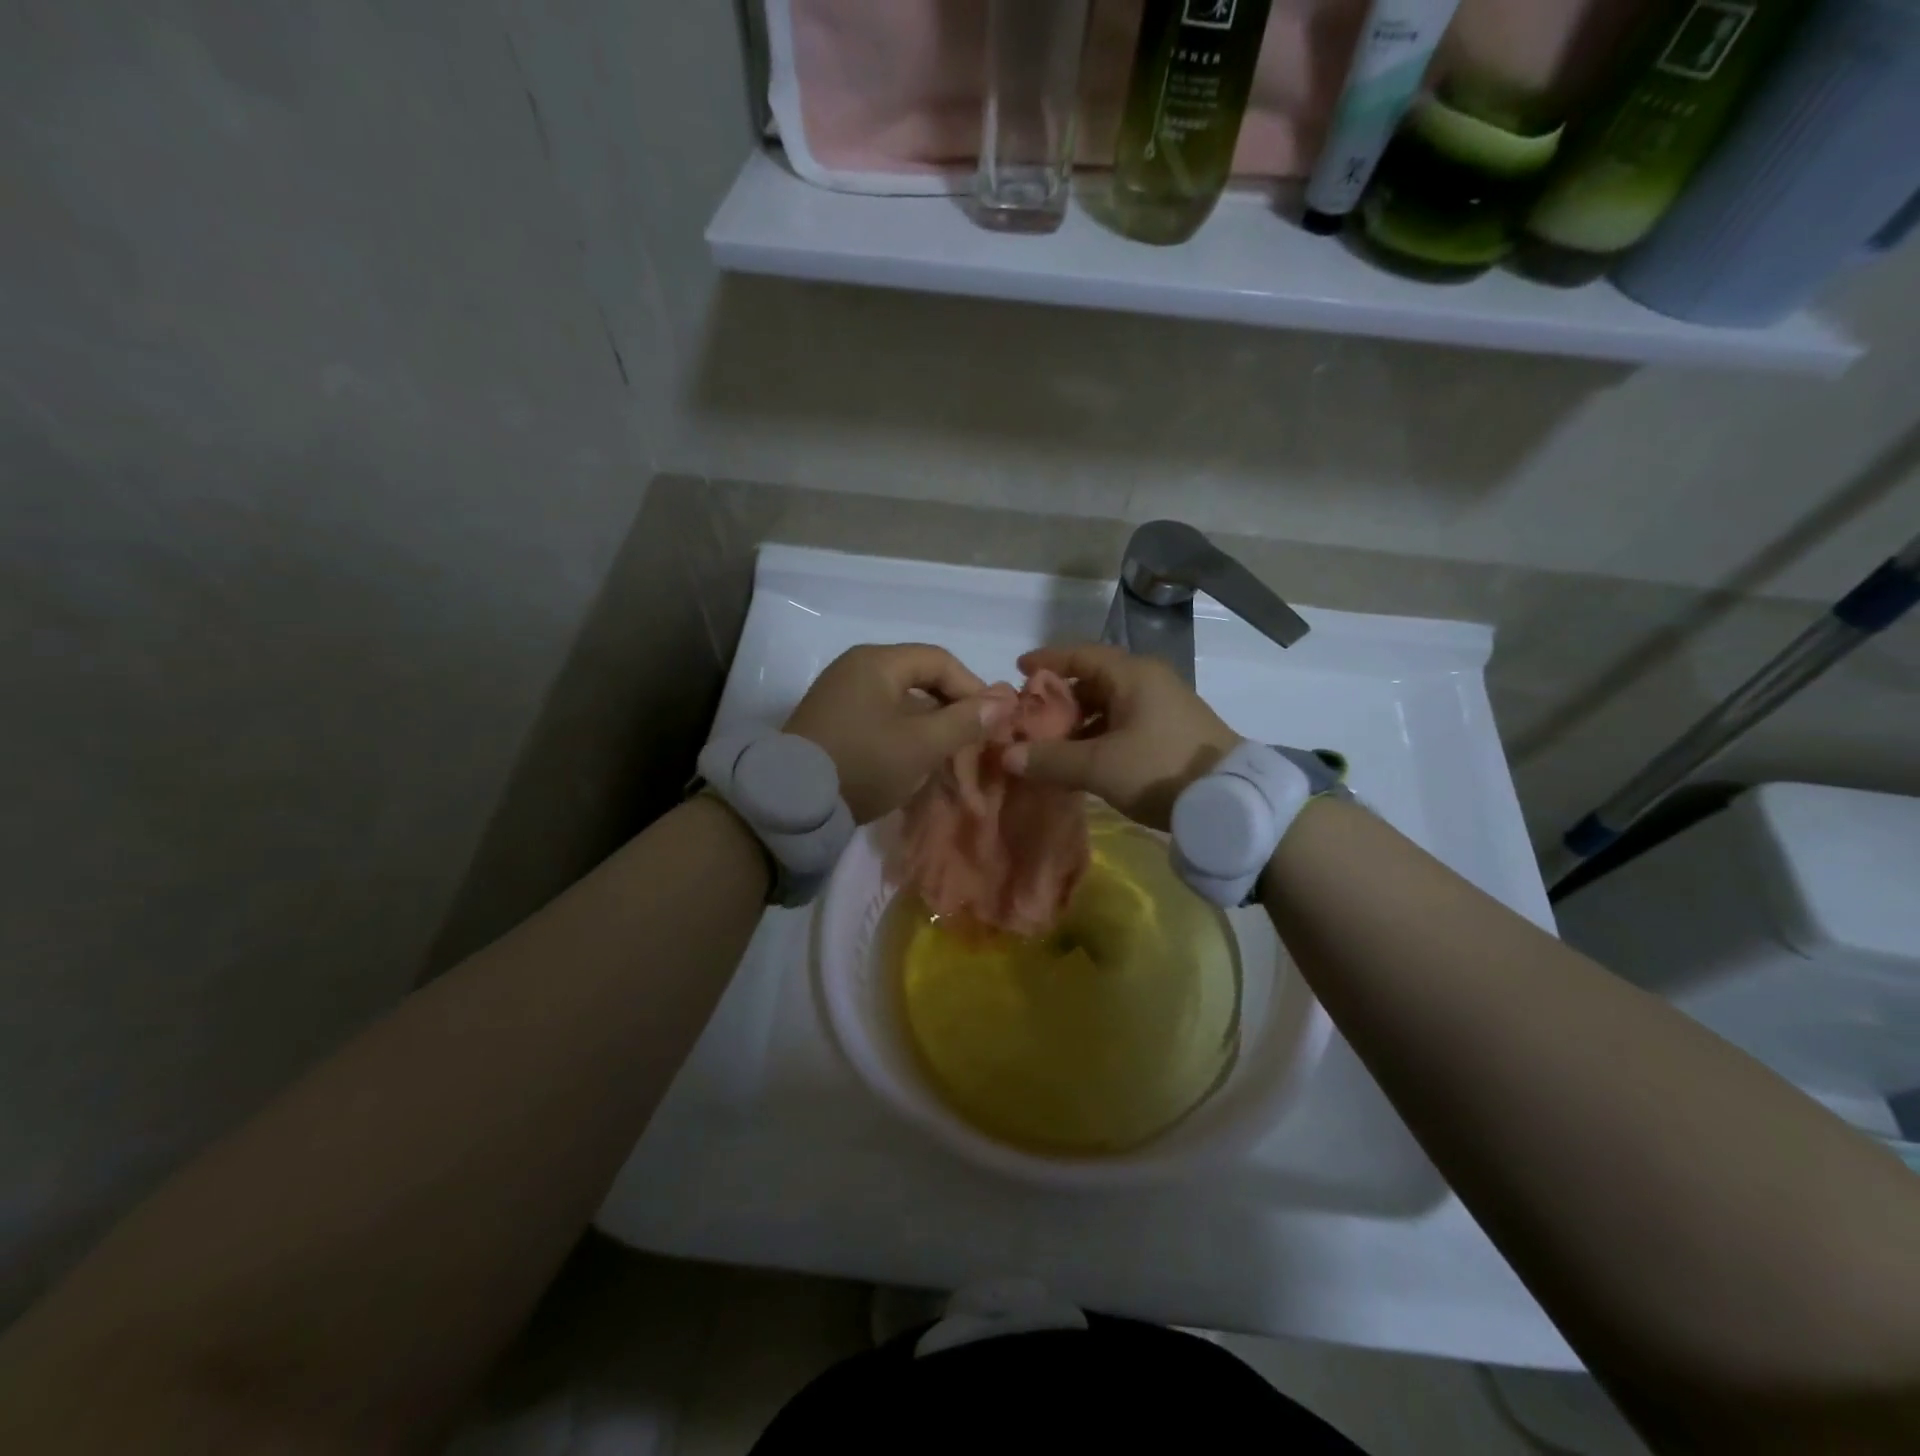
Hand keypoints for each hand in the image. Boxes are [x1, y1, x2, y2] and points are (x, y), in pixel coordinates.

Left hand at [785, 644, 1007, 823]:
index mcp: (877, 662)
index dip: (972, 688)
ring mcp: (841, 695)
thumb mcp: (921, 745)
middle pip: (920, 680)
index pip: (940, 661)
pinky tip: (916, 762)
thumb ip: (965, 721)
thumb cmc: (863, 763)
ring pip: (902, 703)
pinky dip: (905, 736)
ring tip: (948, 756)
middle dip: (952, 710)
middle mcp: (857, 669)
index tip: (992, 720)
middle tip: (973, 740)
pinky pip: (882, 719)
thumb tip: (1005, 701)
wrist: (791, 801)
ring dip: (930, 726)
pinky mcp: (833, 722)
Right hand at [1003, 644, 1240, 830]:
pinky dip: (1099, 734)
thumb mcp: (1100, 766)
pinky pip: (1124, 722)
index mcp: (1132, 675)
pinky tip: (1083, 759)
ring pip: (1109, 704)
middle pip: (1093, 679)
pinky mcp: (1171, 730)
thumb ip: (1051, 759)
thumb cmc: (1160, 769)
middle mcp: (1148, 681)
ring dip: (1078, 721)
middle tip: (1030, 716)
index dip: (1047, 660)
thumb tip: (1007, 756)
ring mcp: (1163, 705)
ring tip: (1051, 743)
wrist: (1232, 800)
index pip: (1080, 654)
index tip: (1018, 669)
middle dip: (1059, 697)